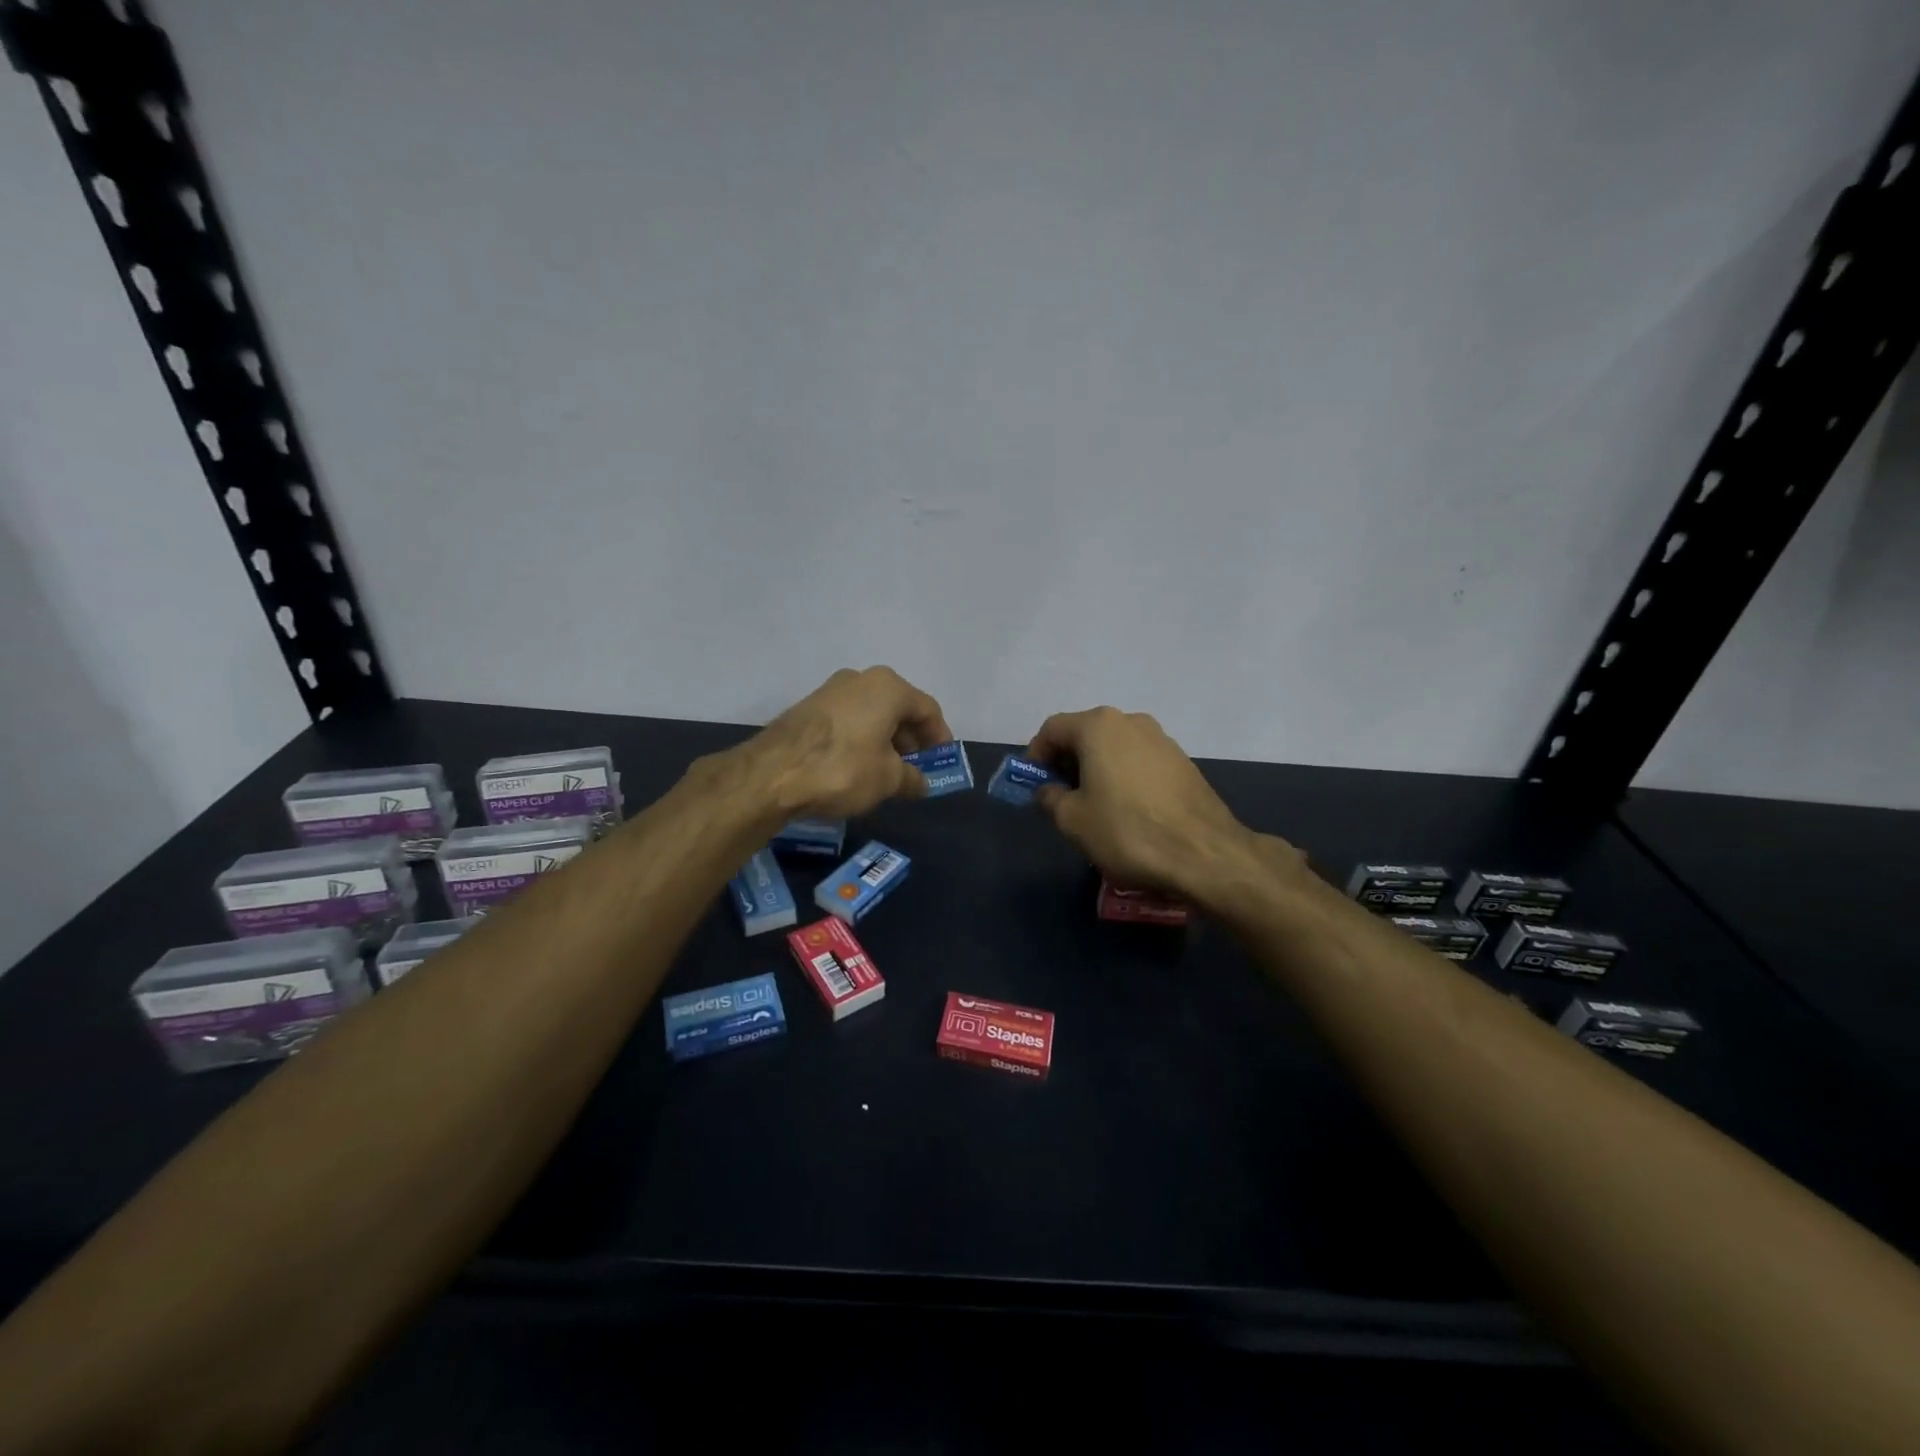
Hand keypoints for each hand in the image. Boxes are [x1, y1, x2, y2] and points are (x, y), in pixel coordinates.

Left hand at [747, 667, 952, 817]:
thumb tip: (922, 783)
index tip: (942, 763)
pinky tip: (857, 766)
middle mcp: (861, 679)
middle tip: (914, 769)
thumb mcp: (887, 780)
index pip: (927, 710)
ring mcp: (830, 690)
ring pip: (871, 714)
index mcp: (889, 687)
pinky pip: (848, 720)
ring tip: (886, 772)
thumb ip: (911, 779)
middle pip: (898, 708)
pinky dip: (860, 739)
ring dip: (885, 740)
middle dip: (910, 740)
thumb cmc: (843, 769)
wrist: (772, 774)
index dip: (939, 738)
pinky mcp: (807, 707)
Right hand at [1026, 707, 1294, 907]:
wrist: (1205, 853)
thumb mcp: (1073, 820)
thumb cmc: (1128, 831)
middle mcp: (1130, 721)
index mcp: (1098, 726)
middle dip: (1066, 761)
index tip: (1033, 784)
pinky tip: (1125, 809)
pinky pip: (1138, 760)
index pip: (1052, 729)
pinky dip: (1122, 776)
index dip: (1036, 755)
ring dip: (1095, 768)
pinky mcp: (1182, 761)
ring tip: (1092, 805)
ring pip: (1113, 746)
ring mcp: (1161, 739)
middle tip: (1059, 796)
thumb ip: (1051, 798)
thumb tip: (1049, 791)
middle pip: (1084, 733)